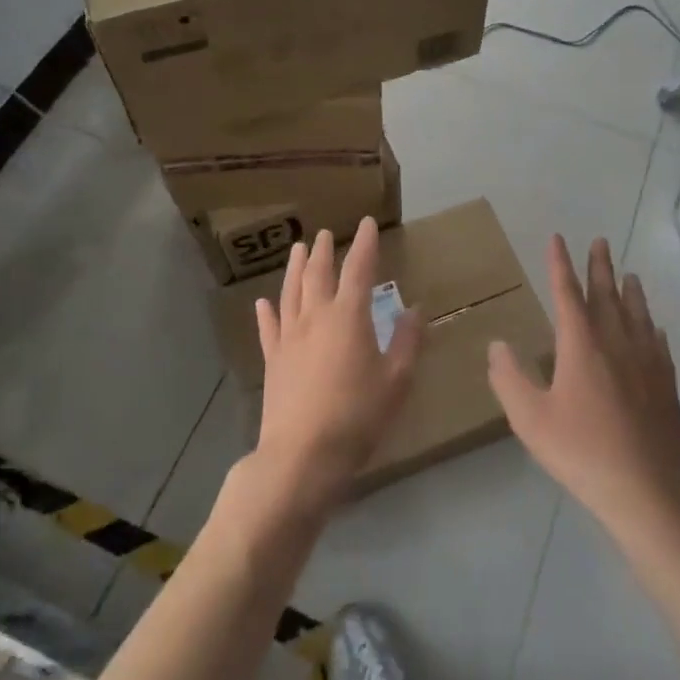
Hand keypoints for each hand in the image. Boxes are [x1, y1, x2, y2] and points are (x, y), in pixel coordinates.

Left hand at [254, 218, 423, 510]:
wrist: (302, 455)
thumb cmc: (357, 416)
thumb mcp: (396, 381)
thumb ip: (407, 342)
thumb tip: (415, 309)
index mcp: (348, 316)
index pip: (358, 269)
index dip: (364, 244)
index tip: (367, 224)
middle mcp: (316, 317)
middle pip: (318, 274)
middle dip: (324, 251)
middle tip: (325, 233)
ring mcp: (289, 337)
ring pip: (291, 292)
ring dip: (295, 268)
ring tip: (297, 249)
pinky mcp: (273, 360)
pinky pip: (269, 327)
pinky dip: (267, 311)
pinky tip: (263, 302)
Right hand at [488, 236, 679, 534]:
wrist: (645, 492)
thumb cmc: (581, 452)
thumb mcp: (530, 419)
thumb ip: (509, 378)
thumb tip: (498, 344)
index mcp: (581, 345)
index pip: (567, 293)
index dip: (560, 264)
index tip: (558, 239)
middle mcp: (616, 342)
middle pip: (607, 295)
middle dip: (600, 266)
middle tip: (601, 241)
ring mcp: (646, 362)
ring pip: (637, 314)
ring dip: (630, 291)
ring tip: (629, 274)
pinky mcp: (666, 385)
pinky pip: (658, 344)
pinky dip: (651, 327)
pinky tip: (653, 327)